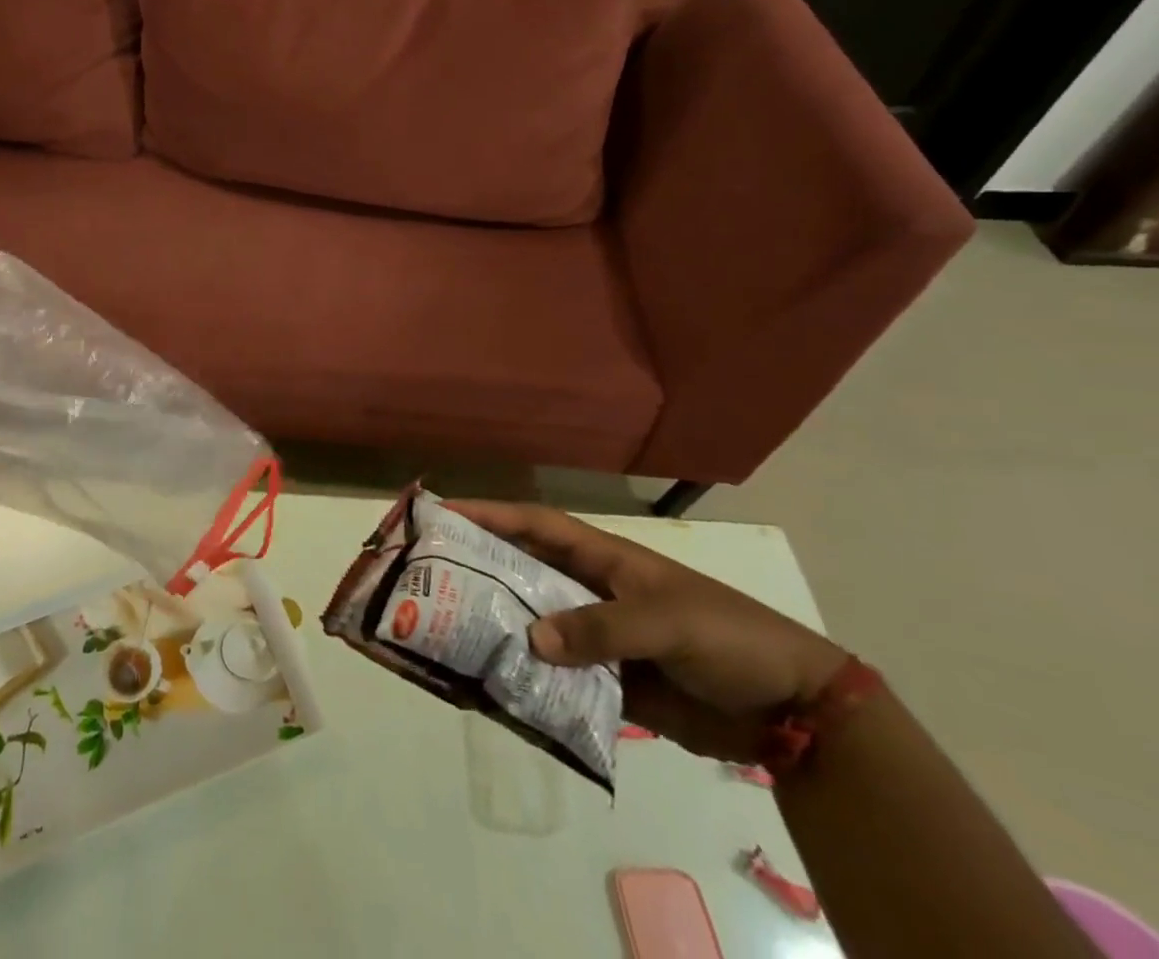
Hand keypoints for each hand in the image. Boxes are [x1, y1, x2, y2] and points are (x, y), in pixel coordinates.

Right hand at [449, 501, 848, 761]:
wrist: (793, 711)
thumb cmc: (727, 637)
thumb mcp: (666, 623)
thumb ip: (599, 629)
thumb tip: (530, 641)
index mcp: (603, 559)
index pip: (534, 525)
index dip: (489, 514)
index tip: (443, 512)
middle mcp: (590, 591)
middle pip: (524, 573)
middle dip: (480, 570)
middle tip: (430, 578)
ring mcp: (597, 637)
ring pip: (535, 626)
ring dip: (500, 629)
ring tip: (449, 635)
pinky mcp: (609, 683)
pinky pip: (558, 677)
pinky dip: (530, 681)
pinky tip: (498, 687)